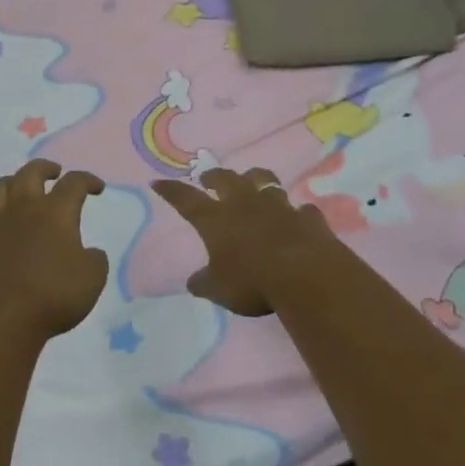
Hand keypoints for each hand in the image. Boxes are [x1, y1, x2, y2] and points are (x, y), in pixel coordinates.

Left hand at [0, 160, 108, 342]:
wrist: (2, 319)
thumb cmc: (53, 294)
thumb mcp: (93, 278)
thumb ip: (95, 259)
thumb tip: (89, 252)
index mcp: (55, 212)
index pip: (74, 183)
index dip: (87, 180)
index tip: (97, 187)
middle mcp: (24, 209)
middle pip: (31, 173)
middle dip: (45, 168)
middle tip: (55, 172)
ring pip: (0, 188)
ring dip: (14, 181)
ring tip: (22, 187)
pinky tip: (5, 231)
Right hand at [152, 168, 336, 316]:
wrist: (304, 274)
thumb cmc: (252, 280)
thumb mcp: (219, 289)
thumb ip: (205, 283)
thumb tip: (193, 282)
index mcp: (216, 219)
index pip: (186, 199)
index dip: (171, 191)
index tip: (158, 182)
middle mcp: (244, 203)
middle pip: (226, 179)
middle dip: (214, 176)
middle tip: (208, 177)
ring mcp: (278, 206)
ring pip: (264, 181)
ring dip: (256, 181)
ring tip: (252, 182)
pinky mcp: (306, 217)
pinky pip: (300, 209)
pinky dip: (296, 213)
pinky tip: (297, 217)